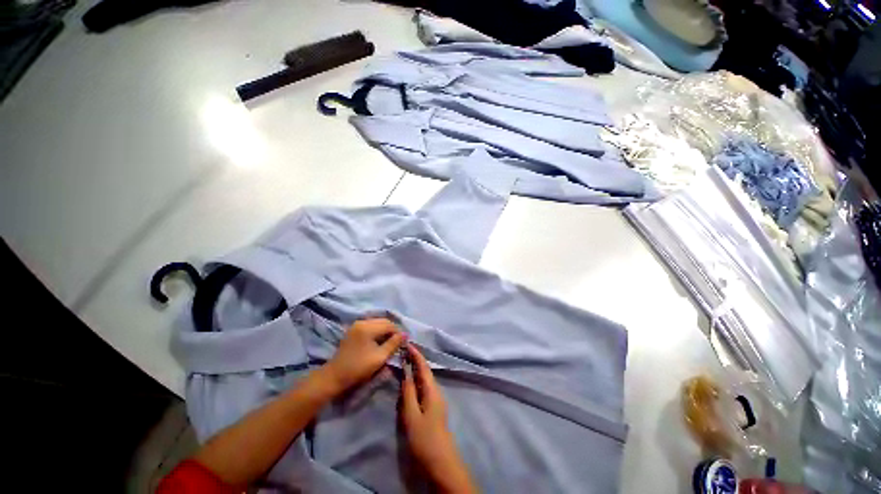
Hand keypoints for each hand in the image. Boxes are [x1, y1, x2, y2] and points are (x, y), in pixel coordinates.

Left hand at [322, 318, 404, 393]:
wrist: (335, 376)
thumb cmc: (359, 368)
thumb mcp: (380, 357)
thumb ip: (393, 344)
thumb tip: (405, 334)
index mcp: (368, 327)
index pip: (389, 324)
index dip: (398, 332)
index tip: (404, 342)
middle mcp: (362, 321)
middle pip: (383, 321)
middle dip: (392, 330)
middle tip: (398, 342)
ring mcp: (356, 325)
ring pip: (377, 322)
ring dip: (385, 330)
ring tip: (389, 342)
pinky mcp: (353, 329)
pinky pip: (370, 325)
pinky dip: (377, 330)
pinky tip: (379, 340)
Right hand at [400, 344, 476, 493]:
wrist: (442, 462)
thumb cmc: (425, 439)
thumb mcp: (412, 416)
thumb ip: (408, 393)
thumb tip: (406, 373)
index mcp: (432, 390)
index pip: (424, 367)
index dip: (416, 354)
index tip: (408, 343)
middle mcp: (436, 391)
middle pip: (426, 371)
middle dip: (416, 359)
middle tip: (404, 351)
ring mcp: (436, 400)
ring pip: (425, 379)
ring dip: (416, 369)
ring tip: (405, 362)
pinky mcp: (434, 408)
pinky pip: (424, 388)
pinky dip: (417, 380)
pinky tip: (410, 382)